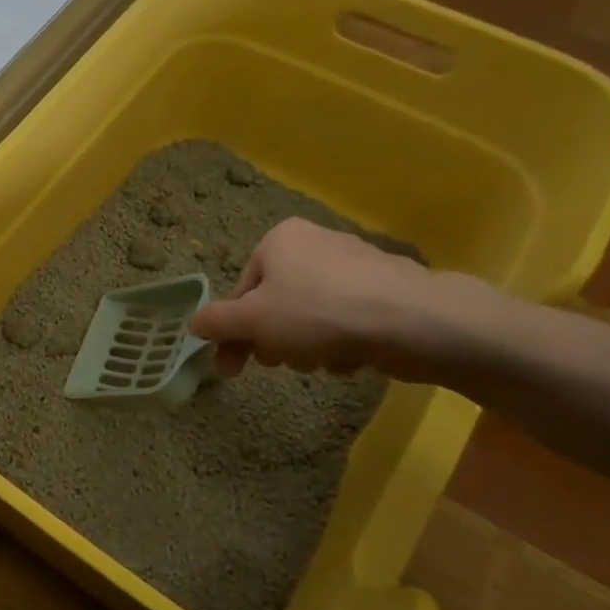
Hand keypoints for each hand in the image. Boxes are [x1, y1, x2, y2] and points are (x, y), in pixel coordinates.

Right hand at [190, 217, 440, 375]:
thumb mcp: (251, 320)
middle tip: (283, 364)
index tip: (233, 369)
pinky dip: (341, 341)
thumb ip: (215, 322)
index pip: (241, 292)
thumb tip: (195, 325)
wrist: (414, 321)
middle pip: (275, 304)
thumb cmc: (318, 313)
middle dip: (275, 341)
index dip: (233, 334)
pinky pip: (345, 319)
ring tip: (323, 361)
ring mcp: (355, 264)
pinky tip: (352, 357)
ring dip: (306, 346)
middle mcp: (315, 242)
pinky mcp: (386, 289)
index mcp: (278, 240)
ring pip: (309, 316)